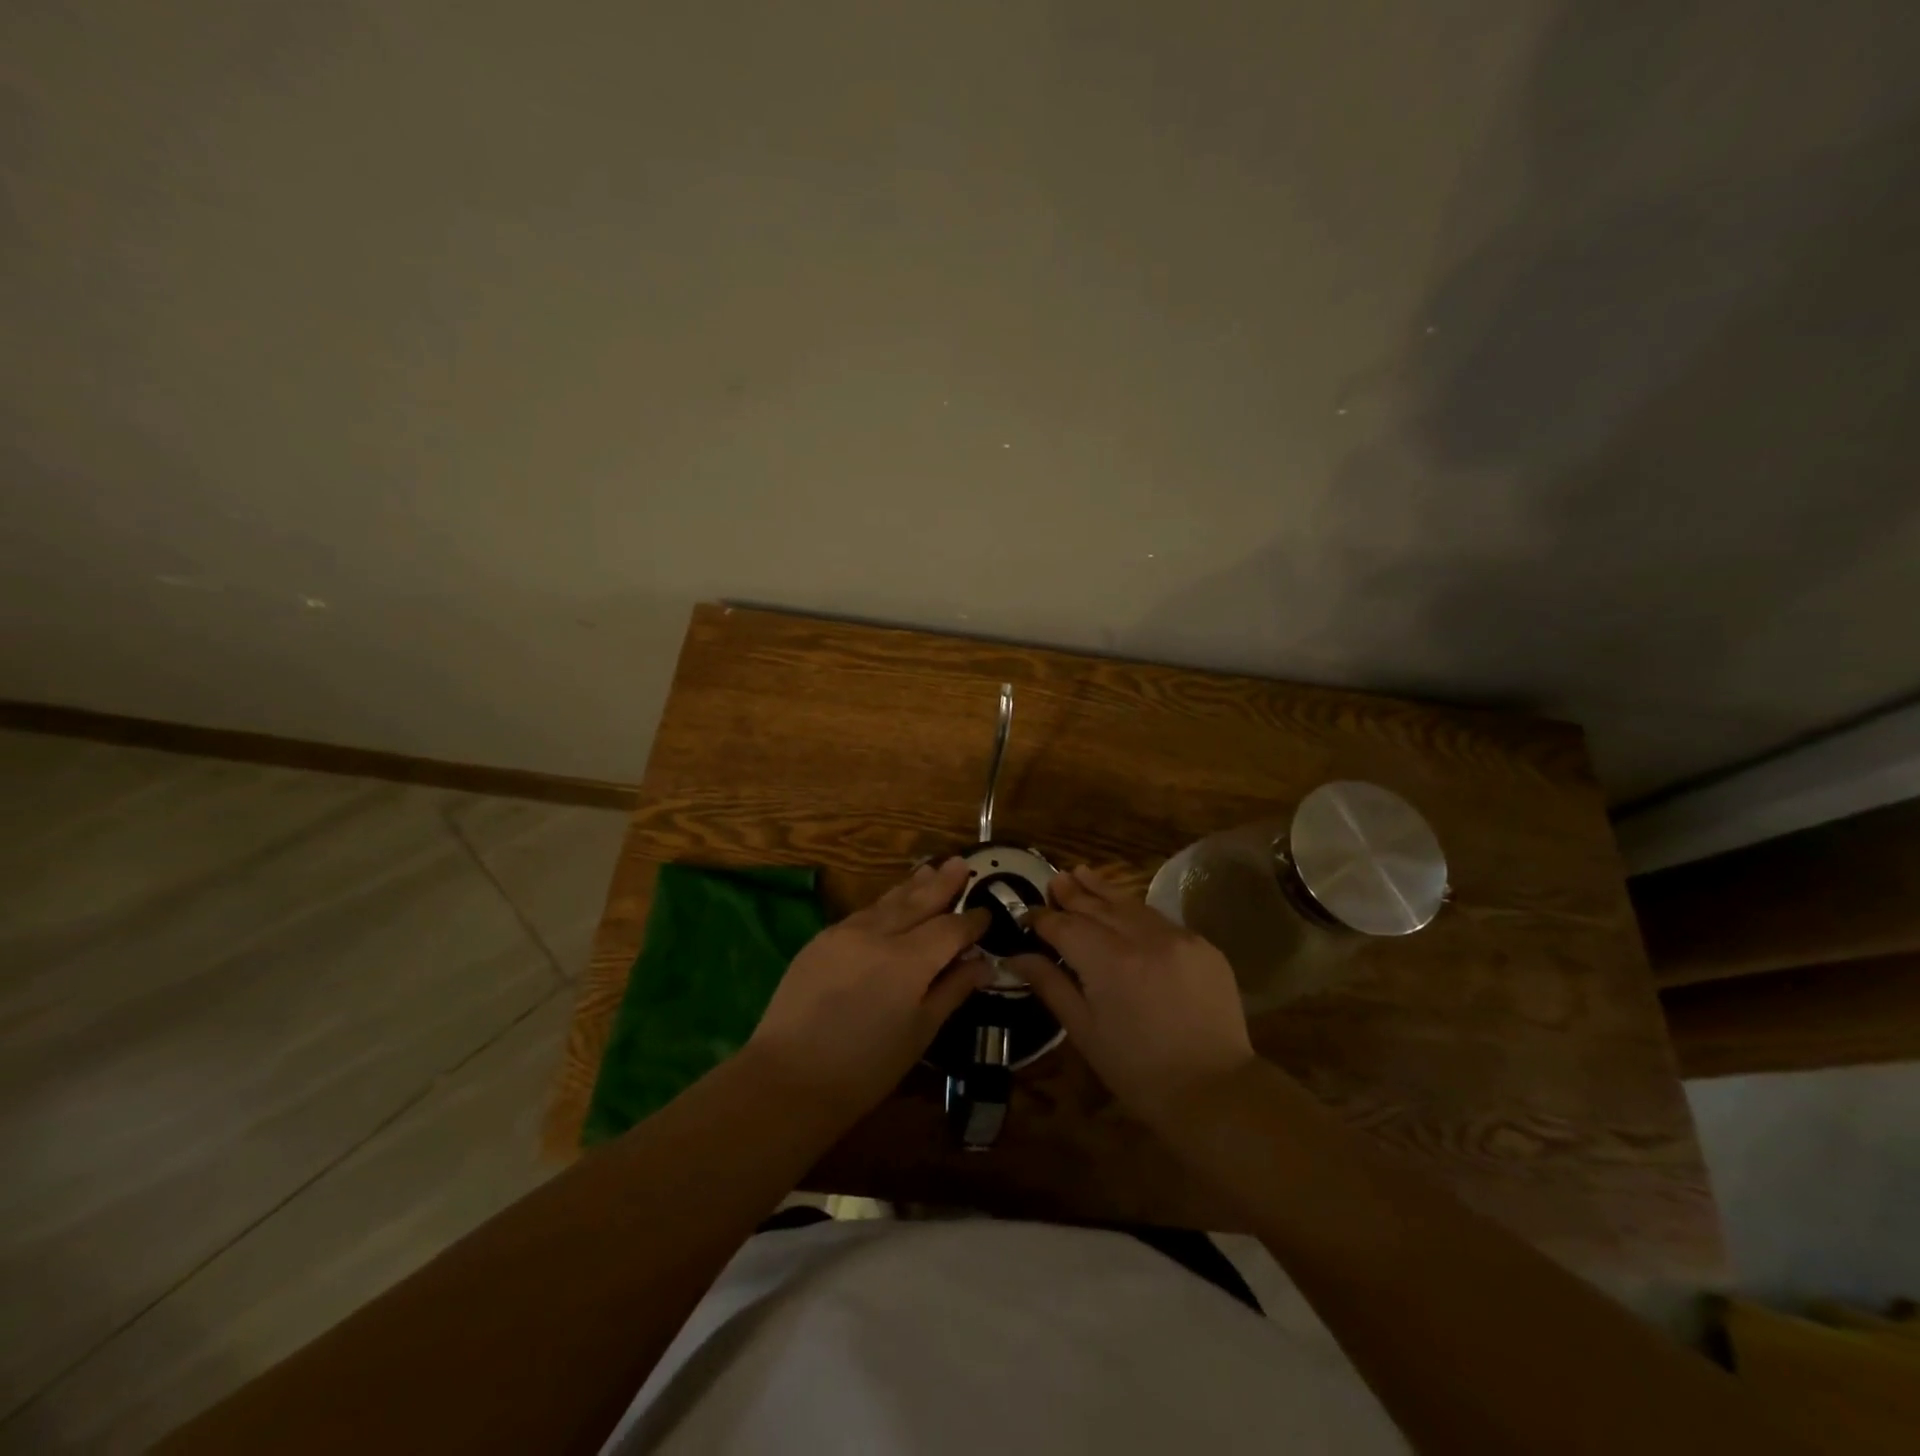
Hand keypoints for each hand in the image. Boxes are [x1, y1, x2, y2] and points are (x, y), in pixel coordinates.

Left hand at [745, 858, 992, 1123]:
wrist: (788, 1078)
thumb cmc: (865, 1068)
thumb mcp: (920, 1033)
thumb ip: (952, 990)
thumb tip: (983, 963)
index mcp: (908, 961)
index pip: (950, 929)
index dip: (971, 921)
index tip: (988, 913)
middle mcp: (878, 935)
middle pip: (918, 902)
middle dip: (942, 884)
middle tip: (961, 863)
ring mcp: (845, 933)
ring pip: (887, 902)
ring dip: (912, 886)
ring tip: (930, 868)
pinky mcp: (821, 940)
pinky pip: (863, 913)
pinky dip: (884, 904)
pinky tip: (891, 902)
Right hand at [1014, 866, 1255, 1126]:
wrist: (1214, 1091)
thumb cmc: (1137, 1069)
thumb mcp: (1084, 1030)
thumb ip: (1050, 984)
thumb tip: (1016, 956)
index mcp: (1108, 961)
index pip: (1065, 927)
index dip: (1043, 919)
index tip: (1027, 915)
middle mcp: (1142, 937)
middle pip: (1097, 906)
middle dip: (1072, 893)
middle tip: (1054, 879)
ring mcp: (1177, 937)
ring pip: (1130, 904)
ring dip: (1103, 890)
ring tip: (1081, 873)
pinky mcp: (1203, 945)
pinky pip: (1160, 920)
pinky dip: (1137, 912)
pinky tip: (1125, 908)